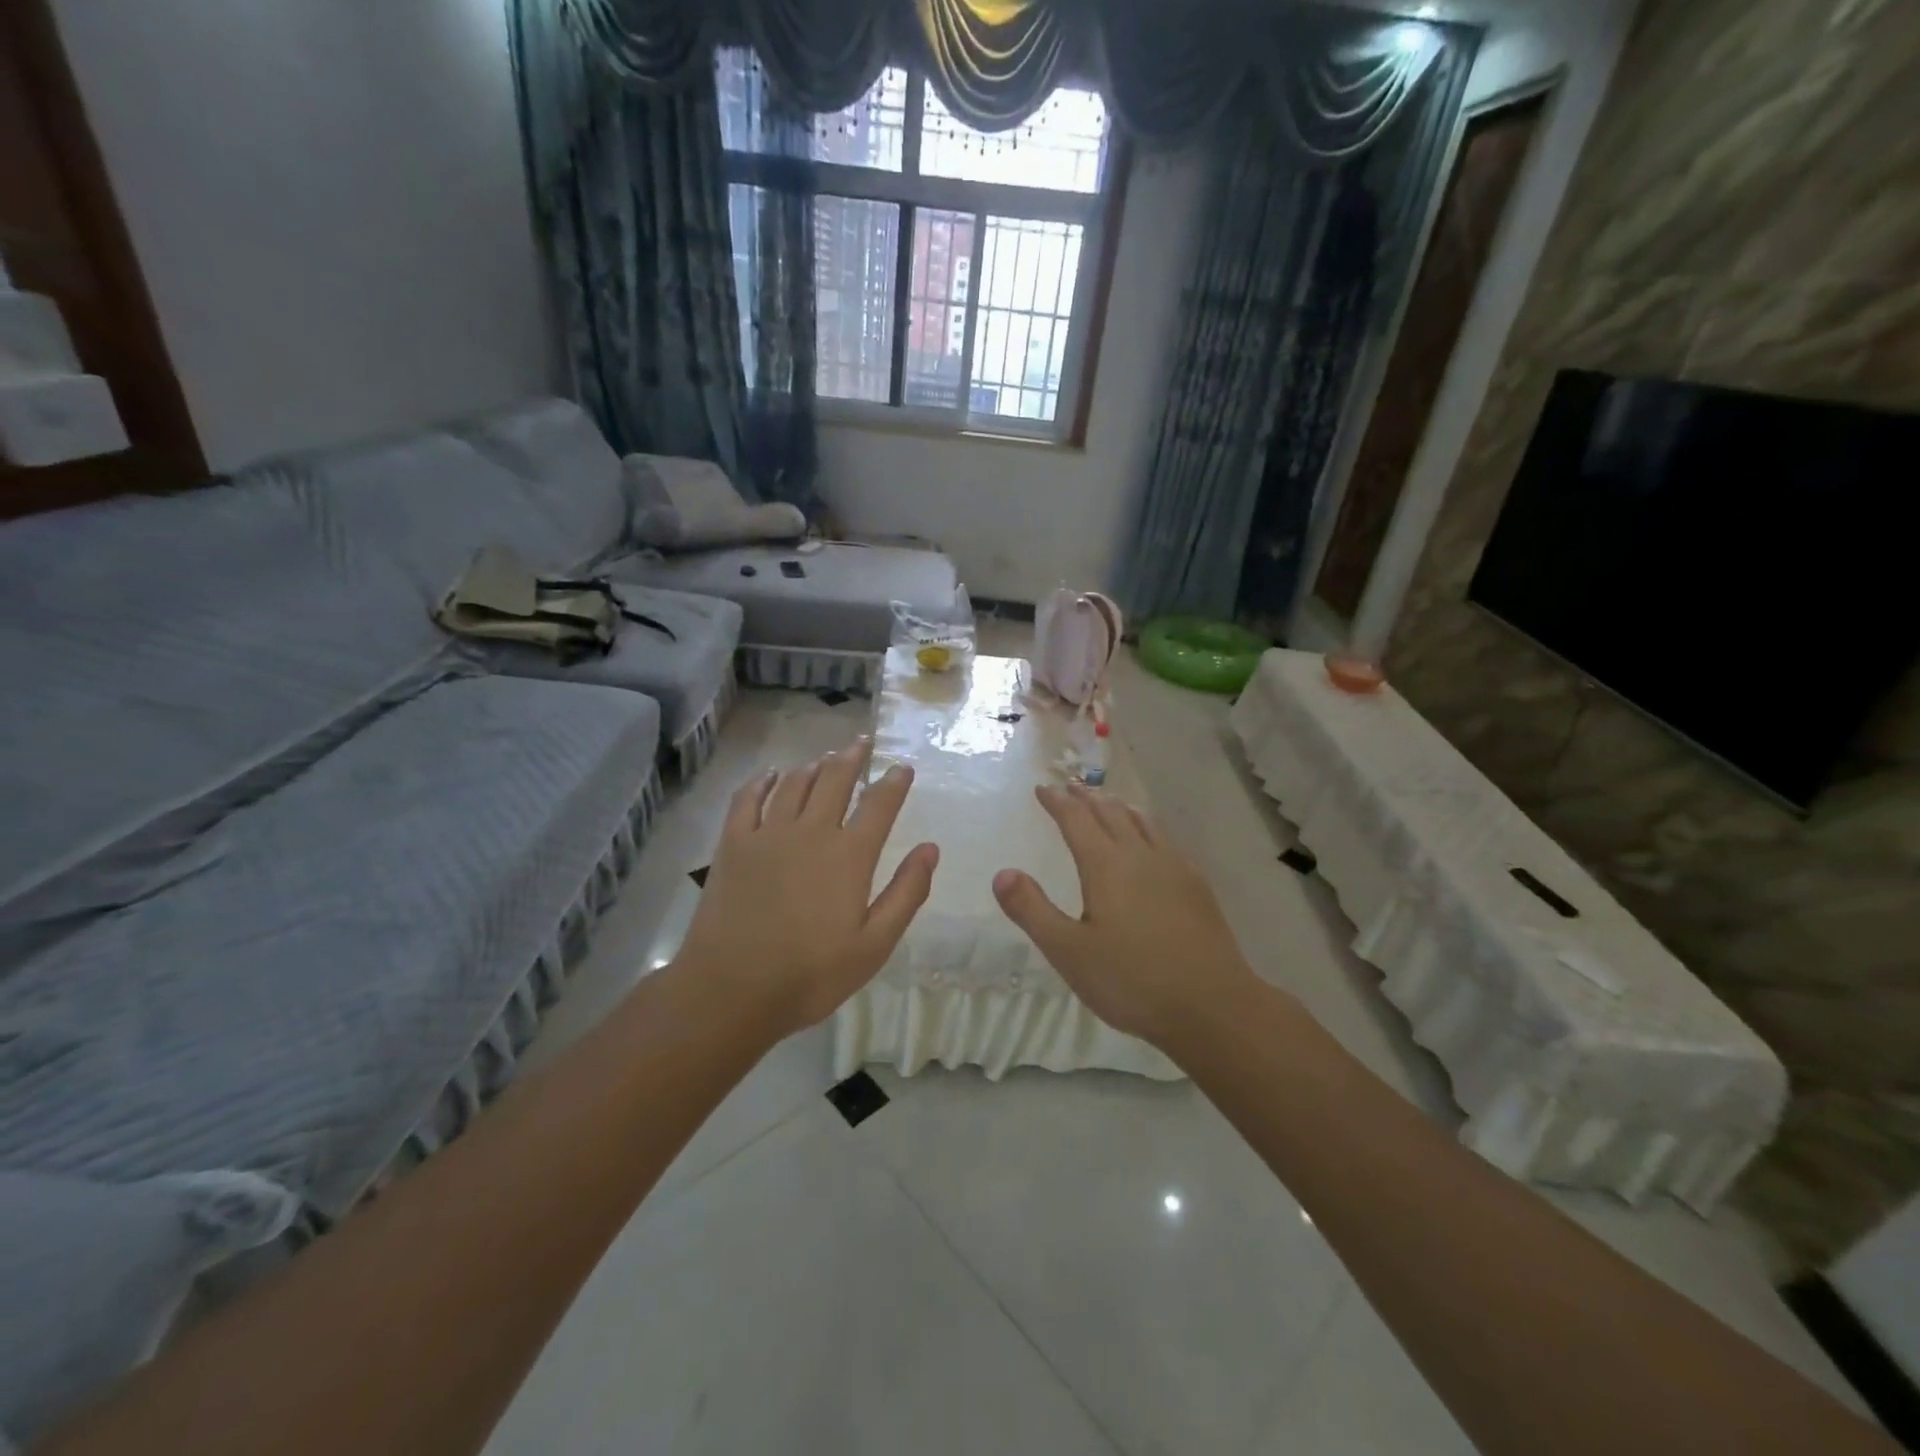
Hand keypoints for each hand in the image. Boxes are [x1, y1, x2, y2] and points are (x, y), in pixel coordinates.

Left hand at [674, 738, 938, 1036]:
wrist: (731, 990)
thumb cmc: (811, 974)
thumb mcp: (874, 945)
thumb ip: (906, 893)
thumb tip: (930, 849)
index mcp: (849, 855)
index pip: (879, 805)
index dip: (894, 782)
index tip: (902, 768)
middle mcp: (811, 832)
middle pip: (835, 780)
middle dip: (852, 758)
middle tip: (862, 742)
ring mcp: (767, 834)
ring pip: (795, 784)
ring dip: (814, 766)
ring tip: (826, 758)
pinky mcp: (733, 844)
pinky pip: (748, 798)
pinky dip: (763, 781)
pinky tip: (771, 774)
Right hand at [992, 785, 1255, 1047]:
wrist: (1211, 1005)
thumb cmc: (1131, 980)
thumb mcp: (1069, 951)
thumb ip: (1032, 910)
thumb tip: (1003, 873)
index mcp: (1106, 866)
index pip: (1076, 820)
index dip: (1057, 802)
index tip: (1042, 789)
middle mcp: (1140, 855)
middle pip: (1110, 813)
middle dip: (1086, 797)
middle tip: (1070, 787)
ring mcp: (1174, 867)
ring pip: (1142, 821)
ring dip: (1118, 806)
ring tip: (1108, 801)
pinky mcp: (1196, 885)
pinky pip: (1166, 839)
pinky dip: (1147, 826)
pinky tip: (1152, 842)